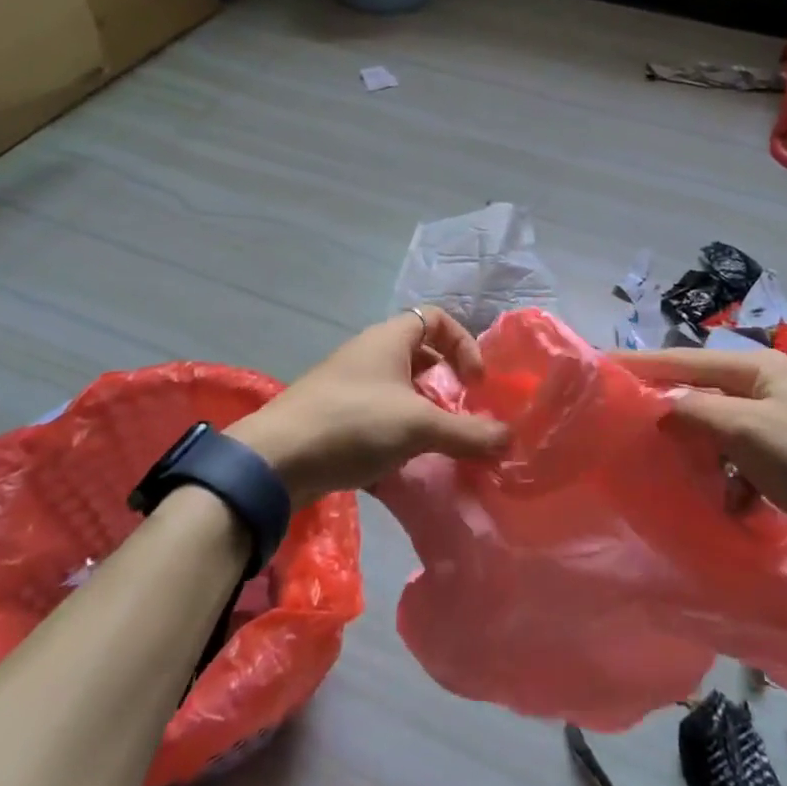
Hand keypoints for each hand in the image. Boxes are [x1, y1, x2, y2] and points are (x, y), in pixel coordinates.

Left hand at [229, 308, 509, 509]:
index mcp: (389, 339)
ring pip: (400, 390)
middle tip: (463, 415)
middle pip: (420, 356)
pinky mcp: (336, 418)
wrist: (276, 460)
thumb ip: (467, 433)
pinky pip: (379, 417)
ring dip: (424, 413)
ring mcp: (349, 386)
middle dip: (446, 385)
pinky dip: (399, 435)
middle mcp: (369, 354)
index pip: (436, 319)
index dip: (463, 344)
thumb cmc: (353, 423)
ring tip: (440, 444)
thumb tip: (510, 439)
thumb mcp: (418, 426)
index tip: (475, 382)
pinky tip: (407, 466)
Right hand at [616, 347, 786, 568]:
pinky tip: (723, 500)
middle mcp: (762, 385)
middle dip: (666, 410)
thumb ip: (696, 412)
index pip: (684, 359)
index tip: (601, 367)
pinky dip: (726, 475)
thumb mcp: (747, 431)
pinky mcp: (784, 454)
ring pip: (716, 427)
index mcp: (754, 367)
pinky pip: (737, 456)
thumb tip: (656, 406)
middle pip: (699, 391)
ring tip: (667, 468)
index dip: (642, 364)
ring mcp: (774, 420)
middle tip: (624, 423)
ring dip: (696, 449)